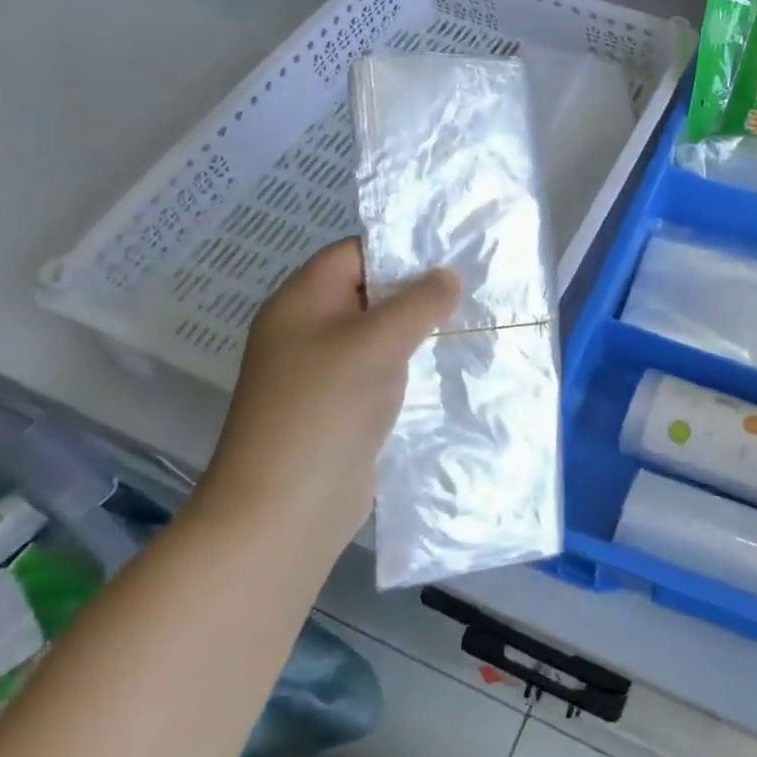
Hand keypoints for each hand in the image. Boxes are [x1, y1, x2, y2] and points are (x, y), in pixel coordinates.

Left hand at [197, 237, 459, 550]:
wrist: (285, 508)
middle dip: (417, 290)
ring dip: (417, 330)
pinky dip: (409, 366)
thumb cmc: (327, 407)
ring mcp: (320, 373)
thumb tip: (447, 277)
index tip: (451, 253)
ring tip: (469, 323)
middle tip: (471, 288)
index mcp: (302, 301)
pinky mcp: (338, 409)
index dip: (400, 247)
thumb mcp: (378, 341)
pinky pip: (379, 372)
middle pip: (367, 292)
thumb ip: (419, 302)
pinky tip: (446, 368)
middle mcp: (306, 330)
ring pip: (377, 335)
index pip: (353, 253)